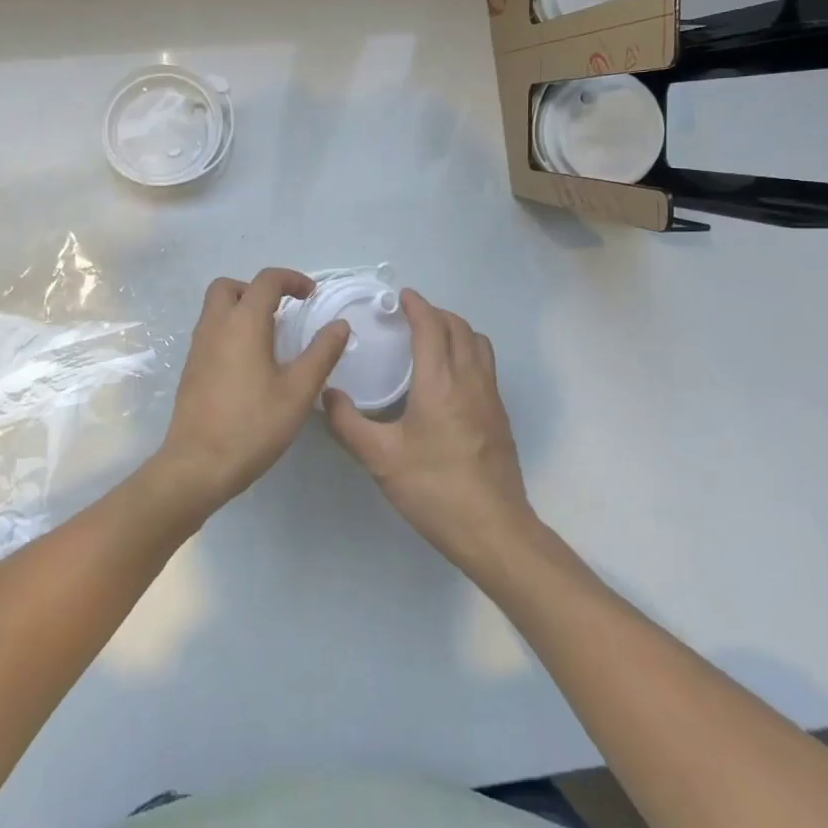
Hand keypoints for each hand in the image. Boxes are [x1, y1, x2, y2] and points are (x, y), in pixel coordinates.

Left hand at [152, 268, 349, 516]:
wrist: (197, 466)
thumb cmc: (253, 426)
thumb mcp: (298, 391)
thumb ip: (321, 353)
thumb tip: (339, 324)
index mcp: (243, 323)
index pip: (266, 280)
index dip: (292, 279)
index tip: (312, 296)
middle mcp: (215, 326)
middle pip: (230, 286)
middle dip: (257, 289)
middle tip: (282, 312)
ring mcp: (198, 347)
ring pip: (216, 308)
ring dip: (242, 309)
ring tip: (270, 338)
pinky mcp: (191, 368)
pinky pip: (210, 331)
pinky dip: (230, 330)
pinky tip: (250, 364)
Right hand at [324, 289, 538, 571]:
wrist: (494, 530)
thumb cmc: (435, 490)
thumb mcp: (381, 459)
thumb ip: (348, 424)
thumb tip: (327, 396)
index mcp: (440, 382)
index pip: (432, 327)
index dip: (417, 306)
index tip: (402, 296)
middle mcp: (470, 380)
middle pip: (459, 328)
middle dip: (436, 313)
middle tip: (411, 316)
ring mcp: (491, 397)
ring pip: (479, 344)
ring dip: (456, 330)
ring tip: (433, 339)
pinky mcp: (500, 416)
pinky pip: (486, 365)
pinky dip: (468, 352)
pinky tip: (450, 377)